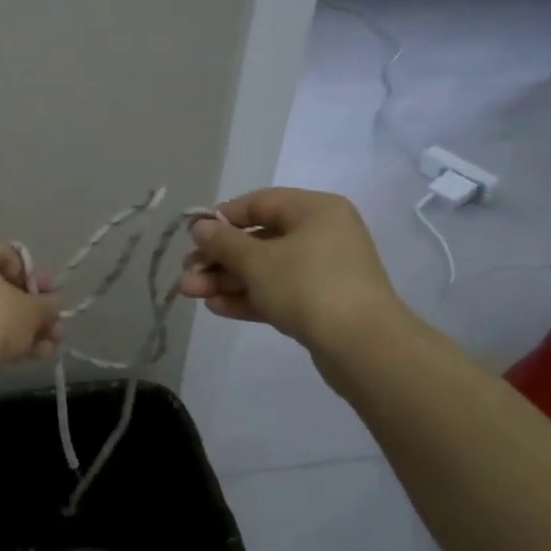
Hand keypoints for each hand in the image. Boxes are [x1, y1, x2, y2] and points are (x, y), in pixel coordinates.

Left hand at [0, 238, 61, 371]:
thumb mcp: (31, 311)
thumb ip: (47, 305)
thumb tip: (50, 306)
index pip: (11, 256)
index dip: (35, 278)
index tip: (50, 300)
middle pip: (1, 288)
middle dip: (32, 311)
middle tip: (54, 330)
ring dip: (22, 329)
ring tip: (47, 350)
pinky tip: (26, 358)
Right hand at [178, 188, 406, 360]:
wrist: (363, 347)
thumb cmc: (308, 287)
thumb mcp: (257, 261)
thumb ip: (223, 242)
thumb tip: (200, 226)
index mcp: (314, 210)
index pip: (258, 203)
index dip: (221, 218)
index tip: (191, 236)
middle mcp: (321, 234)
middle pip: (258, 239)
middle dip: (218, 258)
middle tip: (187, 274)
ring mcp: (322, 271)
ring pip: (265, 269)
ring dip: (227, 280)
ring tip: (190, 293)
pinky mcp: (320, 303)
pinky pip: (278, 292)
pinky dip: (248, 297)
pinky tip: (216, 307)